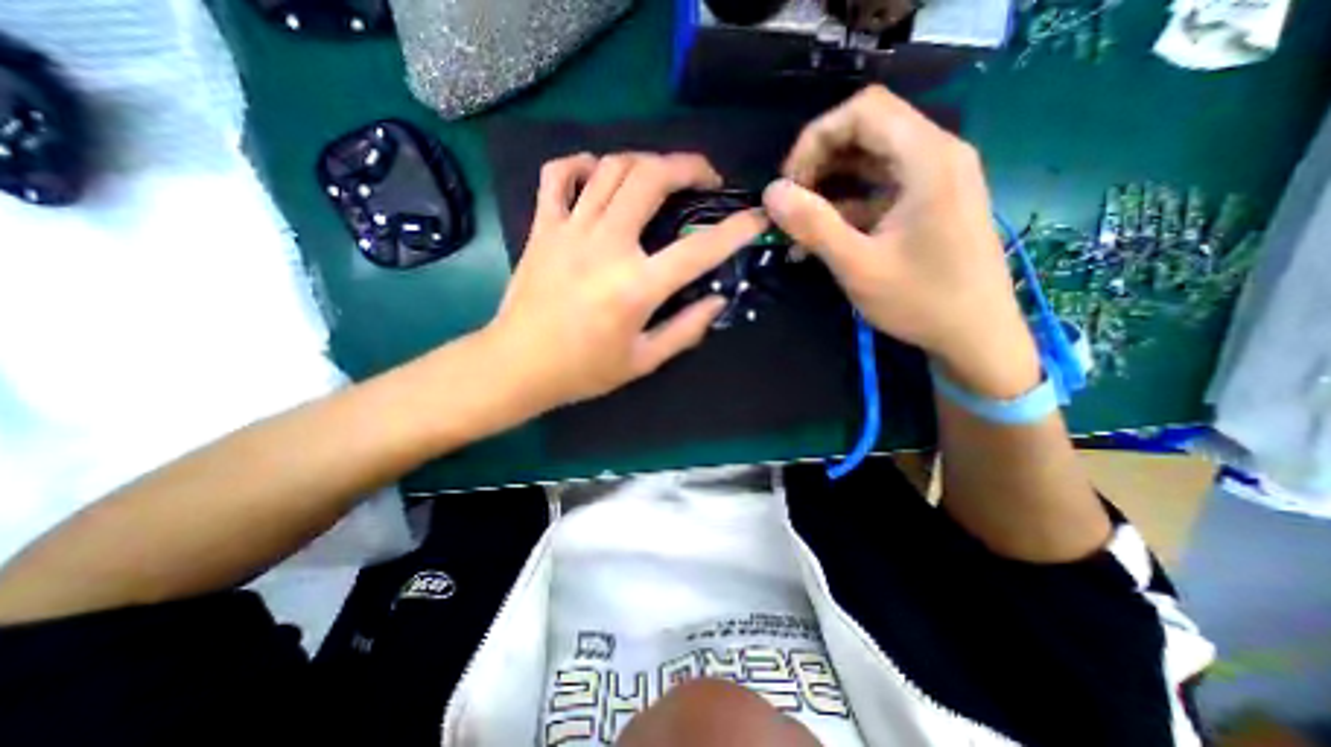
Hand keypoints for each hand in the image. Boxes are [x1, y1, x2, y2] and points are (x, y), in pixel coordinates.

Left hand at [483, 150, 764, 407]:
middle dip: (688, 166)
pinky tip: (596, 174)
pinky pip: (557, 175)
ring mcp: (569, 230)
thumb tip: (717, 300)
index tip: (757, 216)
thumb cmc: (583, 370)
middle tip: (705, 179)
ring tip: (660, 177)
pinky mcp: (542, 228)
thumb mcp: (643, 361)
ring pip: (610, 167)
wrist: (518, 365)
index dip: (736, 229)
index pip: (699, 249)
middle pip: (650, 178)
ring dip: (644, 161)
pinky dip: (580, 164)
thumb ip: (686, 329)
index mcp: (635, 287)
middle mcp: (605, 246)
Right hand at [760, 85, 1038, 400]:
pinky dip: (846, 208)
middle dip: (818, 164)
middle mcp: (937, 155)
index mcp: (928, 159)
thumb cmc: (921, 301)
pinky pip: (879, 190)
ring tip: (798, 229)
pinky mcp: (928, 203)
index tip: (789, 183)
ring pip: (869, 162)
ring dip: (828, 190)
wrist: (976, 335)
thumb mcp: (858, 265)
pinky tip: (821, 240)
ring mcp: (935, 180)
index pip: (864, 110)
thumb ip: (813, 224)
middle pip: (866, 132)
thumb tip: (771, 193)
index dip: (816, 138)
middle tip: (790, 207)